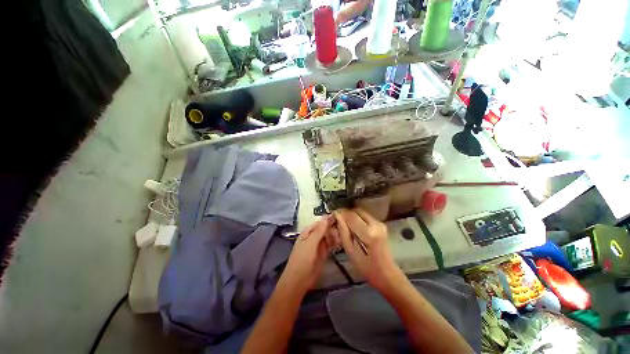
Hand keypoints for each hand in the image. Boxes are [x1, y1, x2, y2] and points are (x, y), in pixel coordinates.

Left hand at [281, 216, 339, 292]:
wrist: (299, 281)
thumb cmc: (302, 259)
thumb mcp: (311, 243)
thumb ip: (319, 230)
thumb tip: (327, 216)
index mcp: (308, 232)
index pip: (320, 222)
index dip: (329, 220)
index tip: (340, 219)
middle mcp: (314, 236)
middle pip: (326, 229)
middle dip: (333, 230)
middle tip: (341, 233)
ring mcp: (319, 245)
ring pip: (329, 237)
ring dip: (335, 237)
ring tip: (341, 239)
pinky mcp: (323, 254)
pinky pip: (330, 245)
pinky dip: (335, 244)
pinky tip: (340, 244)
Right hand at [334, 208, 403, 290]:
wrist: (387, 273)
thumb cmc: (367, 267)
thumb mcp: (351, 251)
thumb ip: (343, 232)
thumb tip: (337, 217)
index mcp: (368, 233)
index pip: (351, 216)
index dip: (340, 214)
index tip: (332, 216)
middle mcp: (375, 224)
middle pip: (356, 211)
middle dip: (346, 213)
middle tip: (338, 220)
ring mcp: (380, 223)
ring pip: (361, 212)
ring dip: (351, 215)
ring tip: (344, 224)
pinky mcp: (381, 224)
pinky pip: (365, 216)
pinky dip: (357, 218)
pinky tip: (353, 227)